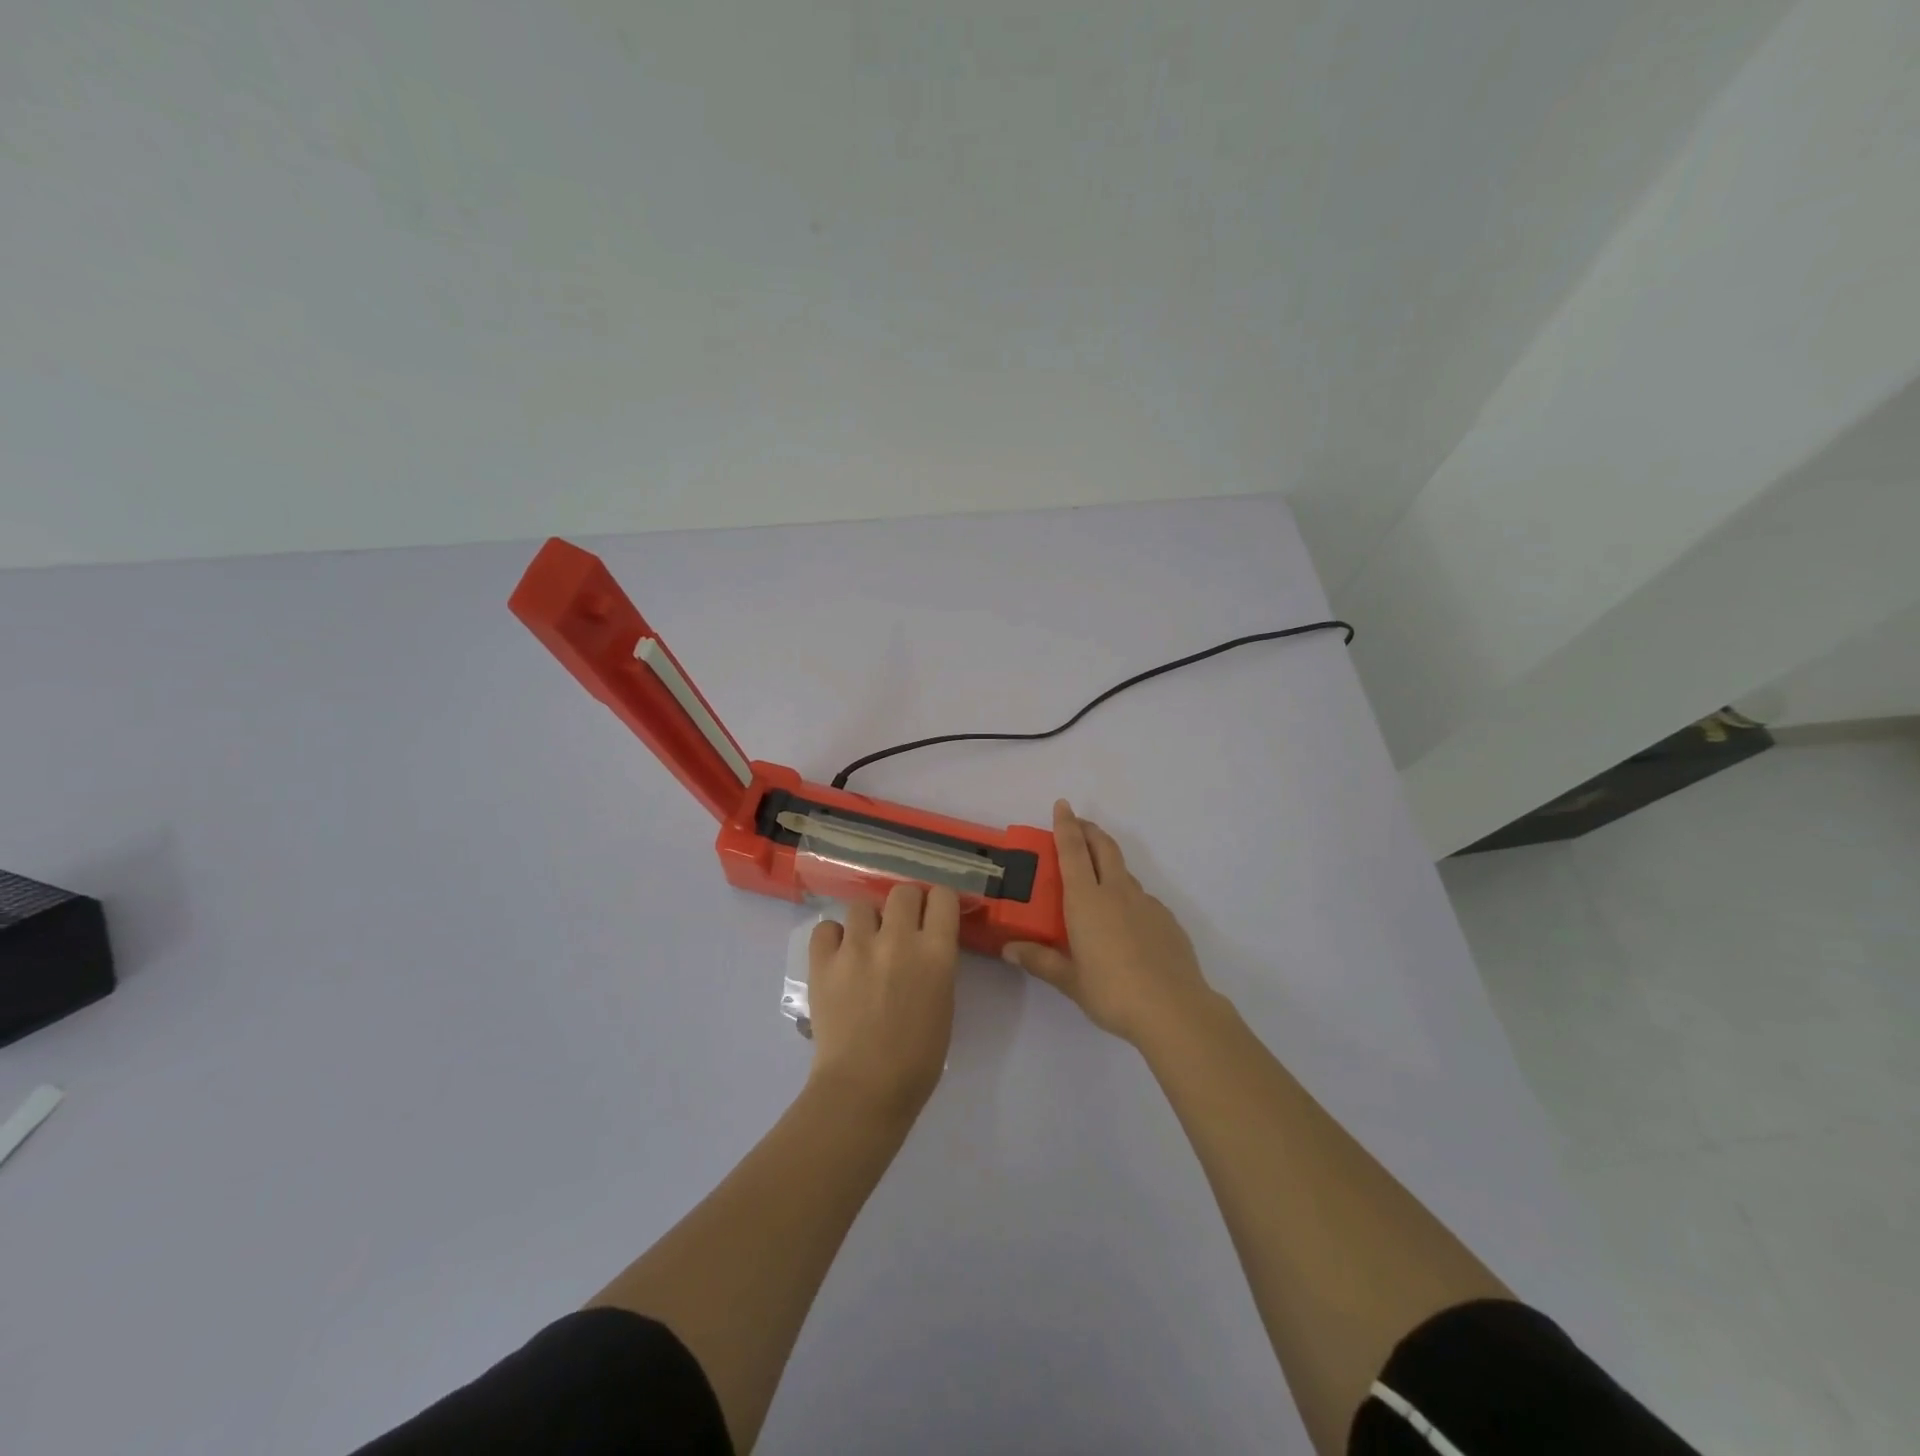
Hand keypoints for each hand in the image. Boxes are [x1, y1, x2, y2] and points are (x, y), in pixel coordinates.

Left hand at [805, 883, 961, 1116]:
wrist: (864, 1089)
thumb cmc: (917, 1059)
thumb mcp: (943, 1003)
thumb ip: (935, 964)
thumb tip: (924, 944)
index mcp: (936, 952)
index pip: (942, 896)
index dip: (938, 903)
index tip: (933, 915)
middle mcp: (898, 939)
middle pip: (903, 891)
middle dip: (904, 905)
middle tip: (900, 929)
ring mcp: (856, 947)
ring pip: (862, 905)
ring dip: (867, 923)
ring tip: (864, 947)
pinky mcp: (823, 961)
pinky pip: (826, 928)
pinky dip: (833, 939)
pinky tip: (838, 958)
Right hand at [1003, 800, 1212, 1044]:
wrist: (1174, 1009)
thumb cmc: (1112, 991)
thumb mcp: (1070, 981)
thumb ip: (1040, 960)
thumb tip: (1009, 949)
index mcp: (1087, 900)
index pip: (1072, 851)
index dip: (1066, 825)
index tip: (1062, 805)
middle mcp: (1117, 892)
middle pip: (1103, 847)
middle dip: (1090, 830)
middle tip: (1078, 824)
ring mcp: (1146, 904)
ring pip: (1124, 871)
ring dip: (1109, 863)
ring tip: (1097, 878)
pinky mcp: (1167, 919)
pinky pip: (1142, 897)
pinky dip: (1128, 894)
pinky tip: (1126, 921)